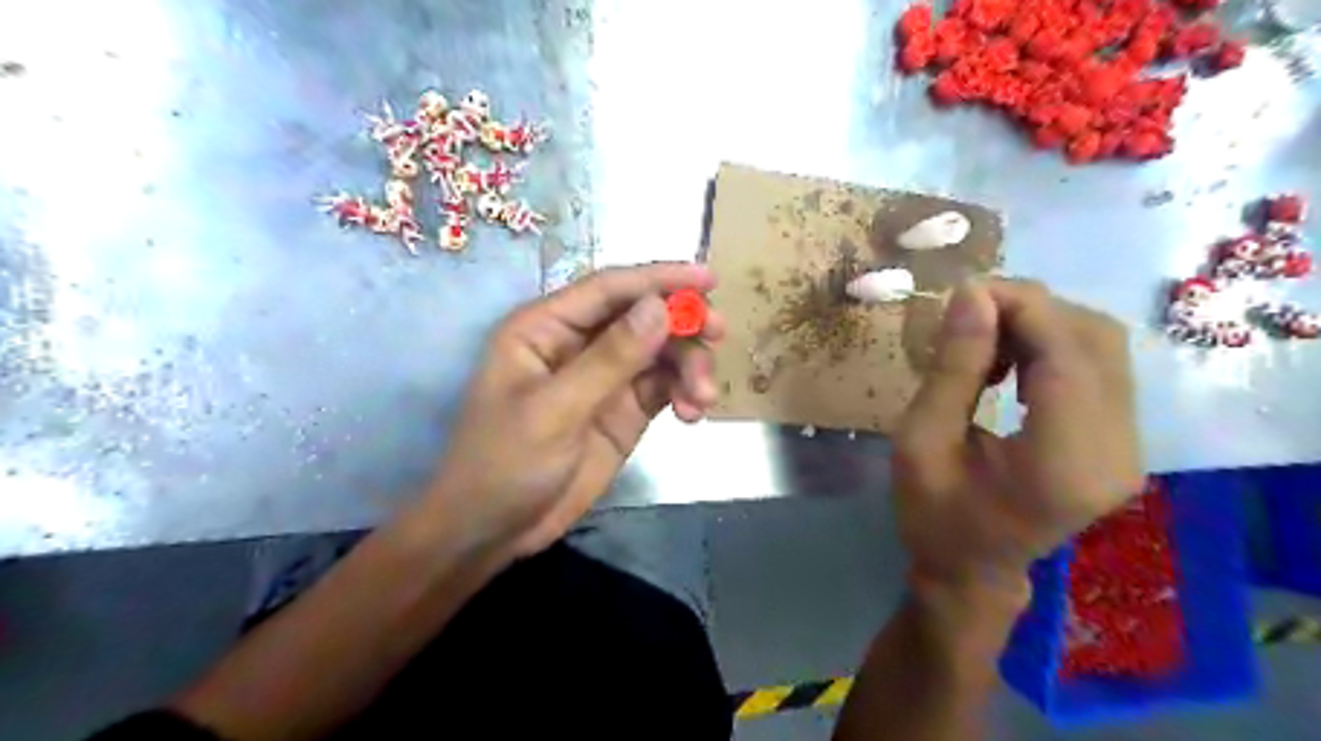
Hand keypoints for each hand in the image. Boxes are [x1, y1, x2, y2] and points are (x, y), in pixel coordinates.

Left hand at [426, 265, 719, 559]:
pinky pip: (664, 386)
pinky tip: (692, 415)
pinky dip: (685, 393)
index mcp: (546, 328)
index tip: (709, 279)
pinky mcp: (624, 410)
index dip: (660, 278)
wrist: (493, 531)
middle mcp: (579, 343)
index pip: (610, 288)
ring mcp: (605, 378)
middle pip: (643, 315)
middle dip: (683, 323)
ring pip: (661, 351)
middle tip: (719, 334)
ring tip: (700, 400)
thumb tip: (661, 307)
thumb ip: (610, 359)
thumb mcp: (555, 411)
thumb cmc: (504, 464)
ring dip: (689, 366)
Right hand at [891, 278, 1140, 589]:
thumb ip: (952, 368)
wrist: (972, 570)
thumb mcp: (920, 441)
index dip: (1020, 306)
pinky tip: (1010, 361)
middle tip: (966, 314)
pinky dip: (1052, 346)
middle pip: (1094, 339)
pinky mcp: (1123, 442)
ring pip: (1102, 345)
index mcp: (1062, 463)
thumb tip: (971, 294)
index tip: (963, 292)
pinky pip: (1098, 366)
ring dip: (1041, 324)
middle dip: (1029, 308)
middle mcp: (1117, 451)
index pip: (1066, 354)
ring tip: (983, 339)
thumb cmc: (932, 514)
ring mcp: (1129, 447)